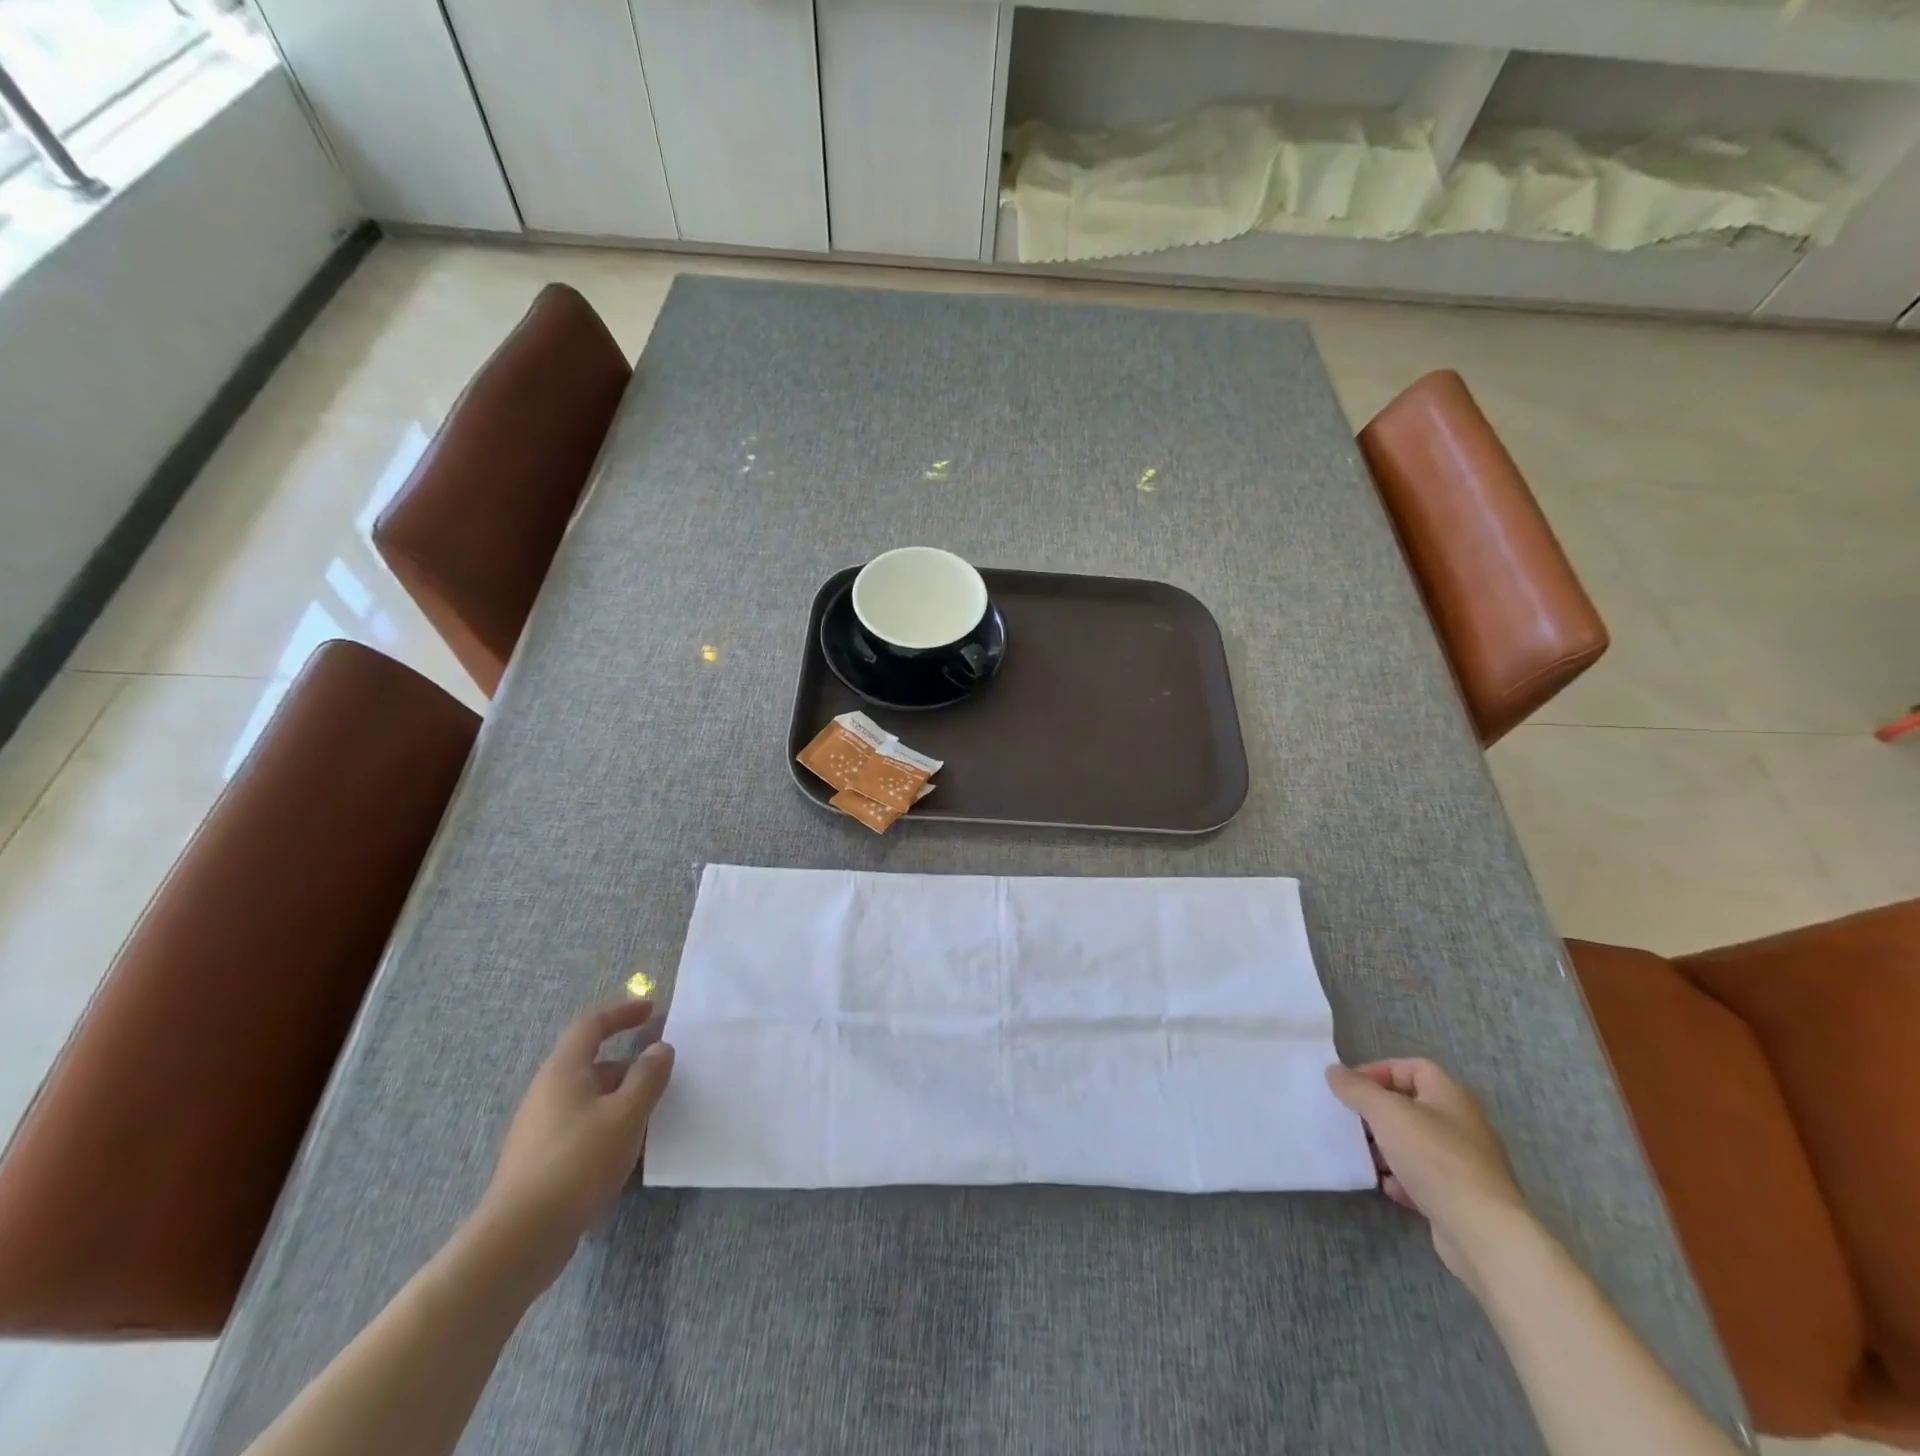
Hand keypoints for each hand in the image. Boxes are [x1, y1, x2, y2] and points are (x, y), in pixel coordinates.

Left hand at [478, 998, 674, 1283]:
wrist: (518, 1240)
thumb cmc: (577, 1163)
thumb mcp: (626, 1115)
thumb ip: (648, 1077)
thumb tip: (660, 1048)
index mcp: (563, 1071)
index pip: (591, 1025)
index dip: (622, 1012)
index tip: (652, 1010)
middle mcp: (547, 1092)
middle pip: (590, 1062)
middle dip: (628, 1064)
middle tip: (661, 1073)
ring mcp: (539, 1128)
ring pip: (588, 1098)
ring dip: (620, 1098)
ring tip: (651, 1115)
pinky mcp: (539, 1161)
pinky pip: (581, 1127)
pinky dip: (607, 1126)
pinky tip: (626, 1152)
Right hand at [1325, 1058, 1533, 1287]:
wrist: (1483, 1233)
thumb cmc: (1434, 1158)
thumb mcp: (1386, 1112)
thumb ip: (1356, 1088)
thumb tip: (1334, 1071)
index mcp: (1450, 1095)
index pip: (1412, 1067)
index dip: (1379, 1070)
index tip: (1351, 1088)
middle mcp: (1461, 1124)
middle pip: (1411, 1106)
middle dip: (1378, 1112)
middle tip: (1353, 1121)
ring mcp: (1464, 1163)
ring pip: (1415, 1143)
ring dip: (1387, 1147)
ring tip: (1364, 1154)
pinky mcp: (1461, 1197)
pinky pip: (1425, 1177)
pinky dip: (1403, 1178)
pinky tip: (1388, 1186)